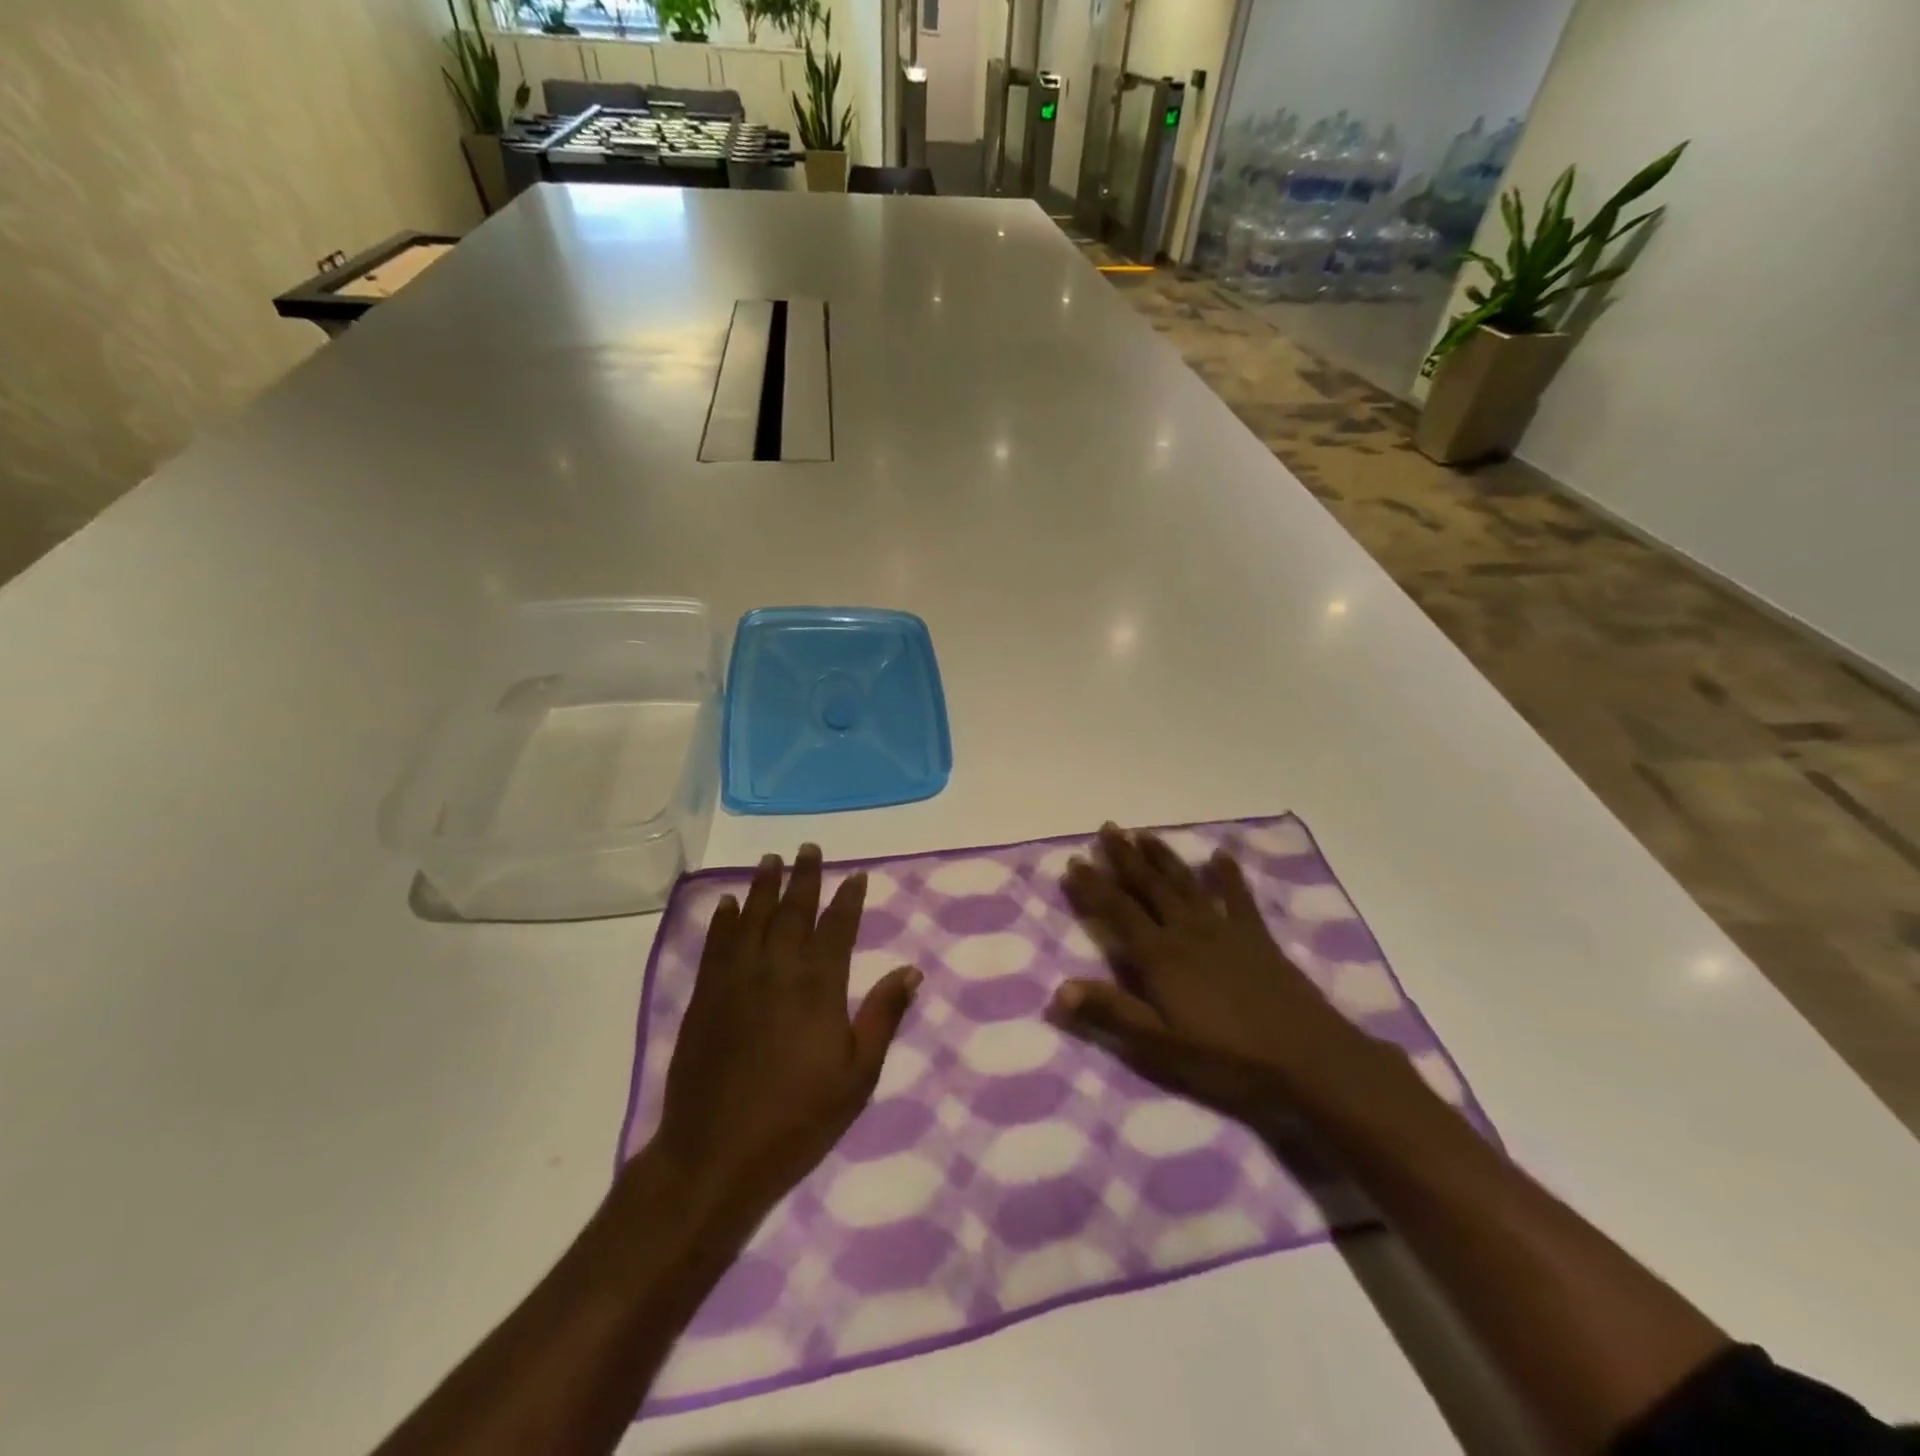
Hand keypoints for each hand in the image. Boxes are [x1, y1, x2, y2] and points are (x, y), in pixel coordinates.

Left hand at [649, 845, 921, 1224]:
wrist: (715, 1154)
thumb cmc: (798, 1119)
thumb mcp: (858, 1075)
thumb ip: (883, 1016)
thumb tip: (911, 970)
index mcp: (819, 986)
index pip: (838, 928)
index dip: (849, 899)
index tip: (856, 875)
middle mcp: (777, 970)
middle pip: (793, 911)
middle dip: (804, 877)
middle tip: (808, 847)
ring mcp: (736, 980)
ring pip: (752, 918)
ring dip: (763, 886)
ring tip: (770, 860)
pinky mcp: (704, 996)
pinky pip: (716, 945)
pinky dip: (723, 920)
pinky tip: (727, 904)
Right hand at [1050, 824, 1379, 1126]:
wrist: (1308, 1059)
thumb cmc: (1228, 1058)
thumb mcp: (1161, 1045)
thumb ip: (1112, 1013)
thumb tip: (1059, 989)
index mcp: (1160, 956)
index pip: (1117, 911)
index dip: (1093, 886)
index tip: (1073, 861)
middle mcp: (1187, 931)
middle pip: (1149, 886)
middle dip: (1124, 857)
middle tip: (1107, 828)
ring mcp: (1224, 930)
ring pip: (1186, 883)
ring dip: (1162, 856)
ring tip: (1144, 833)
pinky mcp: (1257, 937)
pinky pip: (1239, 897)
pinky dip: (1228, 874)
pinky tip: (1220, 855)